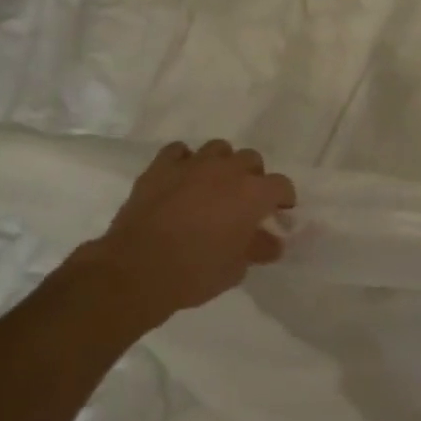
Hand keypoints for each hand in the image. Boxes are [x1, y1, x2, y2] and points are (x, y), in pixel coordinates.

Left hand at [77, 139, 296, 329]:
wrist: (137, 269)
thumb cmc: (195, 272)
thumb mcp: (235, 269)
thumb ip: (257, 249)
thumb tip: (272, 242)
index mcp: (253, 193)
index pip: (282, 185)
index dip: (283, 199)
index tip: (278, 213)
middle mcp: (227, 170)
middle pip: (251, 159)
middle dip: (252, 177)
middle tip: (244, 201)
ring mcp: (193, 164)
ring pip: (218, 149)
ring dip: (221, 164)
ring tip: (213, 186)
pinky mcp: (161, 166)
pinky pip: (179, 152)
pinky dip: (184, 162)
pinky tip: (181, 179)